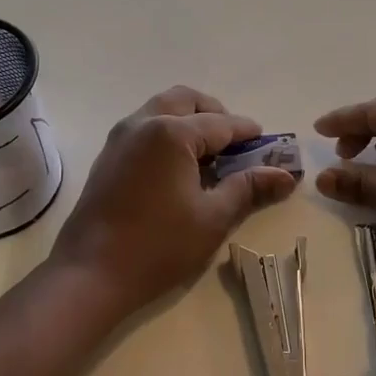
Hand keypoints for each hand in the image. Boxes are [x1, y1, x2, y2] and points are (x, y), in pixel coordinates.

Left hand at [52, 86, 298, 313]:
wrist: (90, 274)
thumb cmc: (158, 246)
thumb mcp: (213, 218)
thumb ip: (248, 188)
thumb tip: (285, 175)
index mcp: (172, 133)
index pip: (221, 123)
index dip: (248, 133)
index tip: (269, 144)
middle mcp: (143, 123)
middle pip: (186, 101)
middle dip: (215, 114)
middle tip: (235, 142)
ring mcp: (120, 138)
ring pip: (161, 110)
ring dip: (189, 120)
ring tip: (210, 154)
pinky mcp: (108, 157)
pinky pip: (144, 128)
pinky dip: (168, 133)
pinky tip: (180, 168)